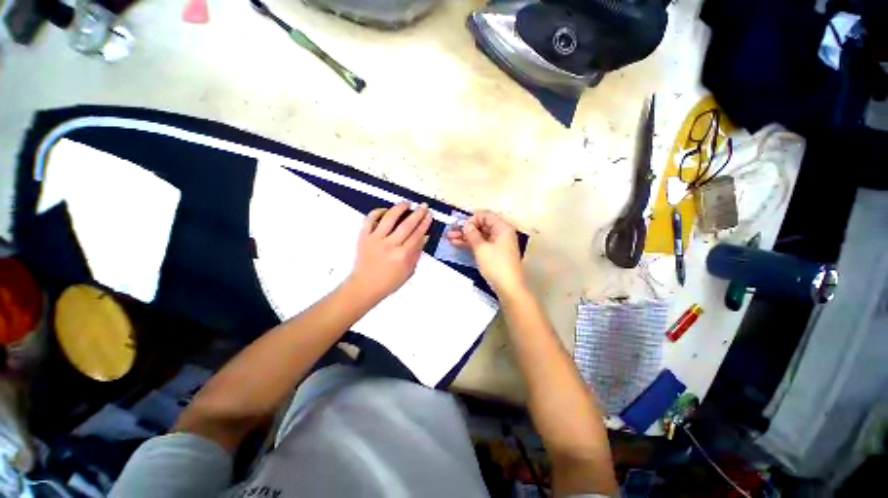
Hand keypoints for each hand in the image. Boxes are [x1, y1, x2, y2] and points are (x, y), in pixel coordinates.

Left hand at [347, 202, 432, 302]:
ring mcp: (375, 240)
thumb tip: (424, 237)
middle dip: (417, 214)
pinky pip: (369, 220)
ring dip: (399, 208)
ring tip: (406, 203)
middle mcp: (390, 245)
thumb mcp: (409, 271)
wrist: (364, 287)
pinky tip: (385, 210)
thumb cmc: (389, 282)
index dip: (424, 223)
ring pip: (389, 218)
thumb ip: (416, 253)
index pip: (417, 235)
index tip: (429, 215)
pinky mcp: (363, 237)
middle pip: (407, 225)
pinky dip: (377, 212)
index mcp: (402, 255)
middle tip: (424, 206)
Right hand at [446, 211, 525, 295]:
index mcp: (502, 228)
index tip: (460, 226)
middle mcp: (502, 233)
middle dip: (466, 228)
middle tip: (450, 232)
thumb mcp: (481, 248)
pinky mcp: (495, 254)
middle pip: (482, 226)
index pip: (486, 216)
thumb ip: (472, 234)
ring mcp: (498, 244)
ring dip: (466, 236)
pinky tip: (458, 244)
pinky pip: (482, 244)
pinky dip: (471, 244)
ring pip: (480, 236)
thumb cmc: (496, 265)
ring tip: (450, 238)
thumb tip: (466, 224)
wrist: (509, 288)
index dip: (472, 219)